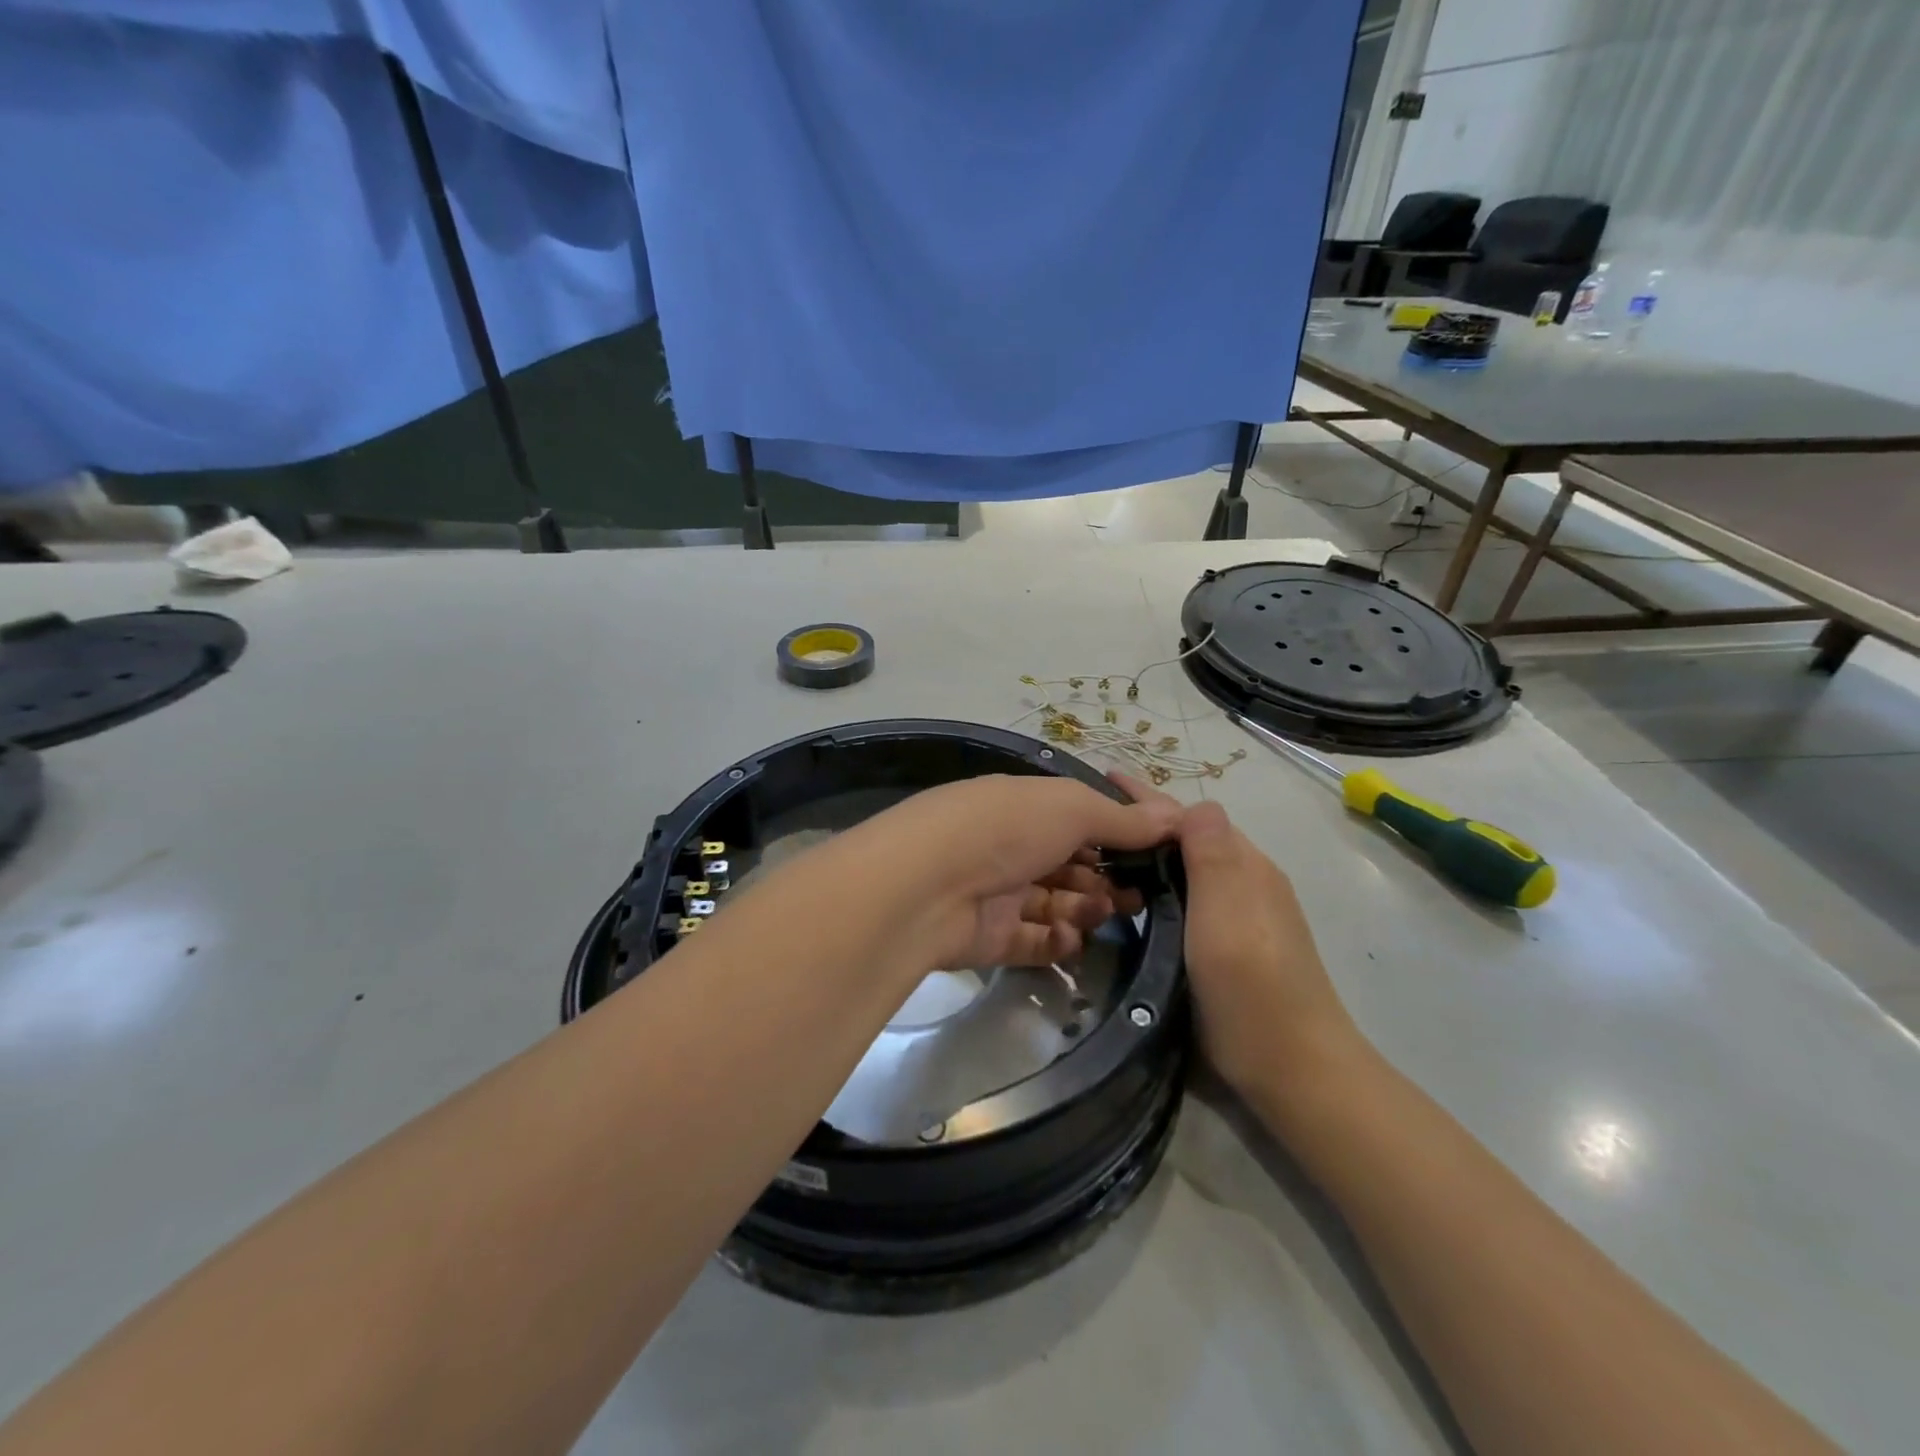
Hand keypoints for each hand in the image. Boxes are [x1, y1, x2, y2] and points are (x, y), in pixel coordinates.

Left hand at [838, 774, 1180, 972]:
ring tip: (1105, 914)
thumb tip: (1176, 815)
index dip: (1114, 837)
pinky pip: (1030, 941)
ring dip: (1084, 910)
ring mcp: (995, 893)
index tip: (1153, 856)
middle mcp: (1008, 847)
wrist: (926, 886)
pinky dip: (1056, 942)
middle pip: (1067, 867)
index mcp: (1022, 807)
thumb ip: (1122, 818)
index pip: (1075, 820)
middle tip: (1138, 898)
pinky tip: (1073, 941)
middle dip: (1103, 880)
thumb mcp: (1070, 809)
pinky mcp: (986, 938)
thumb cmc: (1004, 829)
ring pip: (1052, 905)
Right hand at [1113, 776, 1362, 1104]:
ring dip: (1154, 854)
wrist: (1294, 1069)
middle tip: (1091, 821)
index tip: (1102, 778)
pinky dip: (1163, 886)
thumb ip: (1211, 852)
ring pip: (1192, 869)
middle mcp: (1248, 882)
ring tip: (1106, 856)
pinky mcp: (1237, 947)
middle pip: (1190, 838)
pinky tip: (1141, 900)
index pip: (1188, 815)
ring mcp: (1247, 916)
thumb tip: (1195, 802)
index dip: (1146, 796)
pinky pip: (1193, 898)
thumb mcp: (1226, 910)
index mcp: (1246, 866)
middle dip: (1145, 821)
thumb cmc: (1251, 985)